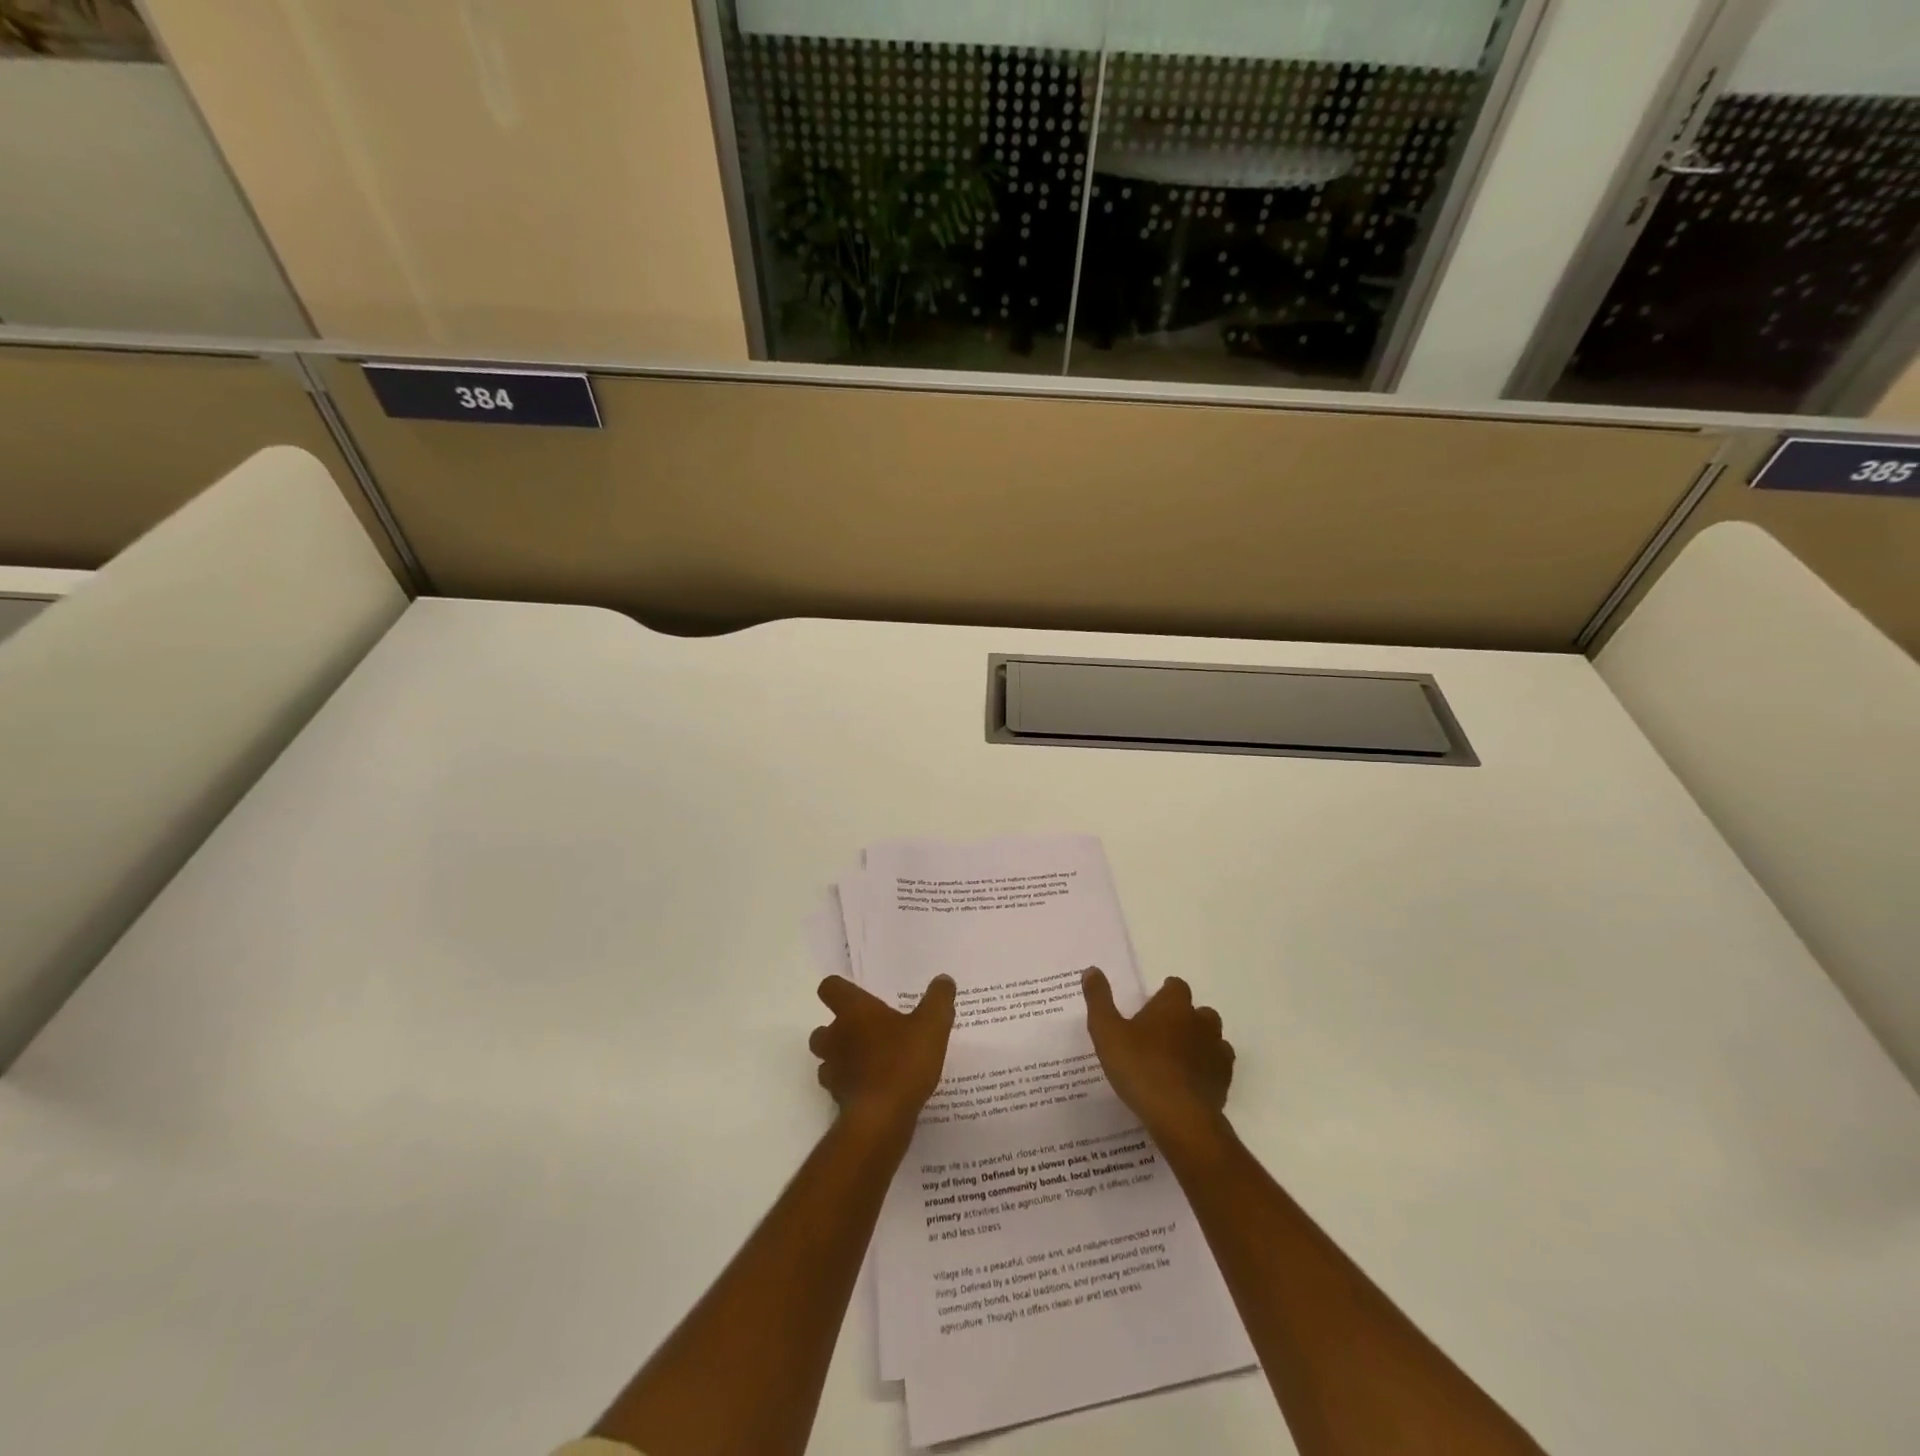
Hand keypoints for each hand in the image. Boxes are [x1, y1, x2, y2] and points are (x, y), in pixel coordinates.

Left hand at [809, 974, 955, 1134]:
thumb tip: (944, 980)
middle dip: (838, 1031)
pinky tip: (876, 1090)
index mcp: (854, 1012)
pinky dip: (852, 1087)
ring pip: (827, 1060)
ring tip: (870, 1063)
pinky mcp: (839, 1100)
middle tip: (865, 1033)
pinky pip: (840, 1088)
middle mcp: (836, 1038)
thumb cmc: (903, 1061)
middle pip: (822, 1029)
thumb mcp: (932, 1025)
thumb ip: (938, 1000)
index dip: (839, 989)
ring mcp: (834, 1071)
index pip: (830, 988)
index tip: (855, 994)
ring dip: (842, 1060)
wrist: (882, 1118)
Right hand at [1083, 968, 1233, 1141]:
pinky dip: (1206, 1069)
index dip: (1165, 993)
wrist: (1180, 1118)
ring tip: (1175, 1059)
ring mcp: (1217, 1052)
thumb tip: (1092, 970)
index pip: (1176, 987)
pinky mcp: (1224, 1080)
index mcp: (1174, 1006)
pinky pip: (1218, 1066)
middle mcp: (1200, 1022)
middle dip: (1184, 1018)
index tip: (1152, 1006)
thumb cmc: (1140, 1068)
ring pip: (1212, 1038)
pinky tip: (1189, 1082)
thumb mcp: (1107, 1032)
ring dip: (1198, 1043)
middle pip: (1198, 1011)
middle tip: (1160, 1034)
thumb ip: (1099, 1000)